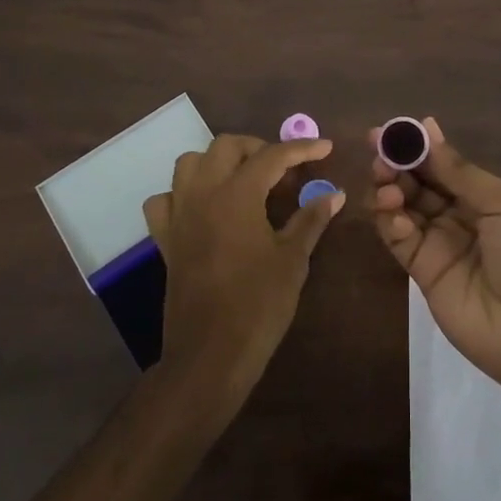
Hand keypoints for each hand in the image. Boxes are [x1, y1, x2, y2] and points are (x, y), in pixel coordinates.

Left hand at [143, 135, 343, 405]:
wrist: (211, 354)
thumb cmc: (259, 304)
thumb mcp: (293, 260)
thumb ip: (311, 218)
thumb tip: (335, 193)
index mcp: (237, 194)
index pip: (272, 156)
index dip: (302, 149)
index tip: (325, 148)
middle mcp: (202, 194)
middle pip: (226, 146)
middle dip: (258, 148)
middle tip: (283, 171)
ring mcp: (179, 215)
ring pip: (190, 163)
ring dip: (218, 162)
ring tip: (245, 182)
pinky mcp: (164, 239)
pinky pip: (165, 201)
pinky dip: (183, 194)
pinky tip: (203, 209)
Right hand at [370, 118, 500, 393]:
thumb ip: (460, 172)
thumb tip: (427, 128)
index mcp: (484, 196)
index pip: (442, 164)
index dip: (417, 147)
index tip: (390, 130)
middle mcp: (459, 216)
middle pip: (418, 183)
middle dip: (397, 164)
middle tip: (378, 152)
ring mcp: (440, 244)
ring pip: (403, 208)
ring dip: (390, 190)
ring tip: (386, 184)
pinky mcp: (423, 273)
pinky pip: (400, 240)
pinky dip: (390, 222)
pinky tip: (392, 213)